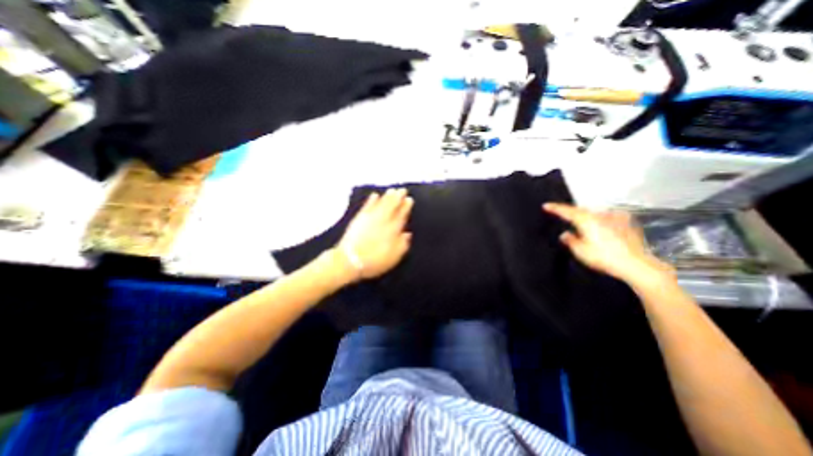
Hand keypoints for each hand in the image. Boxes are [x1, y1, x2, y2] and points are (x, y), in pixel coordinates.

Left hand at [335, 190, 413, 280]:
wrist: (351, 259)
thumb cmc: (375, 261)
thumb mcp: (394, 257)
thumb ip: (403, 245)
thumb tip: (407, 234)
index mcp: (393, 229)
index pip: (402, 214)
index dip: (406, 206)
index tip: (409, 199)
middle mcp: (383, 220)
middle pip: (392, 206)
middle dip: (398, 197)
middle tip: (402, 190)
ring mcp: (370, 218)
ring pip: (381, 203)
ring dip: (387, 196)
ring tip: (392, 190)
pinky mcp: (360, 218)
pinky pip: (367, 206)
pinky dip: (372, 200)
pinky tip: (375, 195)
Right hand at [545, 204, 673, 284]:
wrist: (636, 264)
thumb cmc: (604, 257)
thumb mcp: (580, 251)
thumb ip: (570, 240)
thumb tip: (565, 234)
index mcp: (586, 220)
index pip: (566, 211)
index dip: (555, 208)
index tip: (545, 205)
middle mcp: (599, 215)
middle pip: (581, 210)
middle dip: (571, 212)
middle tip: (563, 215)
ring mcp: (614, 217)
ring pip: (595, 213)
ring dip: (586, 216)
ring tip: (582, 222)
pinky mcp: (626, 223)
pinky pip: (608, 217)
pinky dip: (601, 219)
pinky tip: (602, 224)